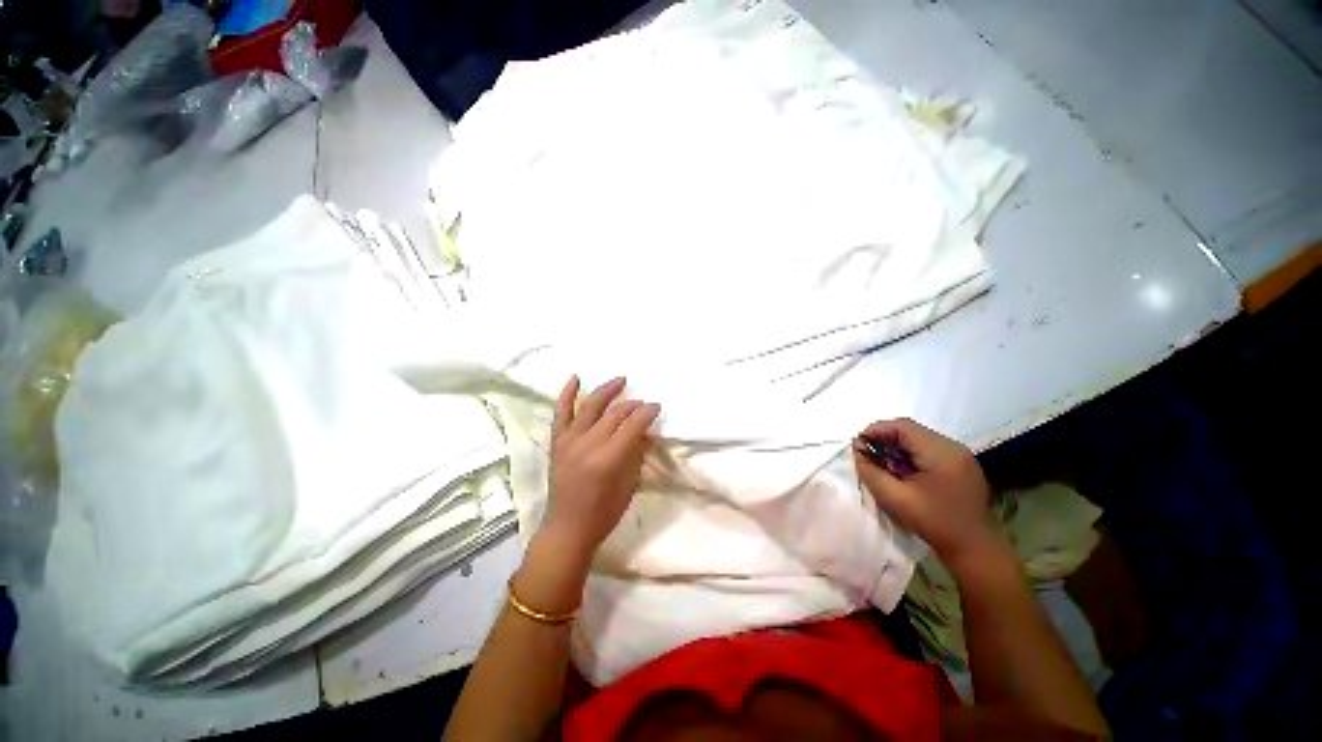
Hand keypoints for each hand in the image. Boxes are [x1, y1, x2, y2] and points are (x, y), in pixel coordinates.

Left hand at [531, 376, 658, 574]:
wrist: (566, 529)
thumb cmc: (603, 514)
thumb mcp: (629, 486)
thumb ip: (636, 454)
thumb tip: (644, 432)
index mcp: (607, 460)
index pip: (631, 426)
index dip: (646, 413)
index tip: (656, 406)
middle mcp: (586, 446)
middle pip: (614, 414)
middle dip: (632, 405)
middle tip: (644, 403)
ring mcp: (568, 442)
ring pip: (589, 407)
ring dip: (606, 390)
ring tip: (620, 379)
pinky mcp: (557, 443)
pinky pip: (561, 413)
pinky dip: (567, 394)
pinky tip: (576, 378)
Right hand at [853, 418, 994, 567]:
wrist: (972, 548)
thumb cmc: (932, 522)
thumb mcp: (894, 498)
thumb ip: (870, 471)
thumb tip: (857, 450)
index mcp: (941, 453)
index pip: (902, 427)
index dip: (876, 431)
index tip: (859, 444)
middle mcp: (954, 447)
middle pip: (911, 430)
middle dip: (885, 439)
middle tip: (868, 455)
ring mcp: (960, 455)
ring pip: (919, 438)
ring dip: (897, 447)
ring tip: (885, 465)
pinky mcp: (961, 464)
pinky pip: (929, 449)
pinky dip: (911, 455)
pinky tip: (904, 472)